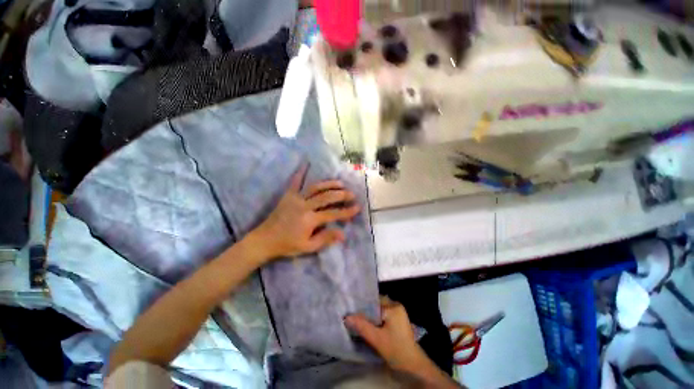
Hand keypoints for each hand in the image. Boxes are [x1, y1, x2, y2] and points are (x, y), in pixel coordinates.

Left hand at [251, 165, 360, 259]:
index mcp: (310, 220)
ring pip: (316, 187)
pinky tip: (306, 163)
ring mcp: (296, 198)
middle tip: (352, 194)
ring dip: (329, 184)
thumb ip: (326, 239)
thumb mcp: (308, 247)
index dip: (347, 211)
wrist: (264, 240)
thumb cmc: (287, 245)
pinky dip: (301, 172)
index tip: (358, 207)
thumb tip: (343, 234)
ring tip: (340, 183)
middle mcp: (304, 206)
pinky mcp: (288, 195)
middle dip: (341, 195)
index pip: (333, 214)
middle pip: (327, 197)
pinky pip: (295, 181)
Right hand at [345, 297, 460, 387]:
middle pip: (376, 305)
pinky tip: (368, 326)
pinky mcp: (397, 322)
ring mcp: (398, 314)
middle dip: (365, 311)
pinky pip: (383, 316)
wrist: (413, 366)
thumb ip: (362, 326)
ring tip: (357, 320)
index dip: (362, 305)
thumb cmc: (396, 350)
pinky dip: (375, 320)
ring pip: (379, 311)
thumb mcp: (377, 339)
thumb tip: (346, 317)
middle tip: (352, 315)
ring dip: (370, 316)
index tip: (350, 309)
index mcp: (393, 306)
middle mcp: (396, 306)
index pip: (373, 300)